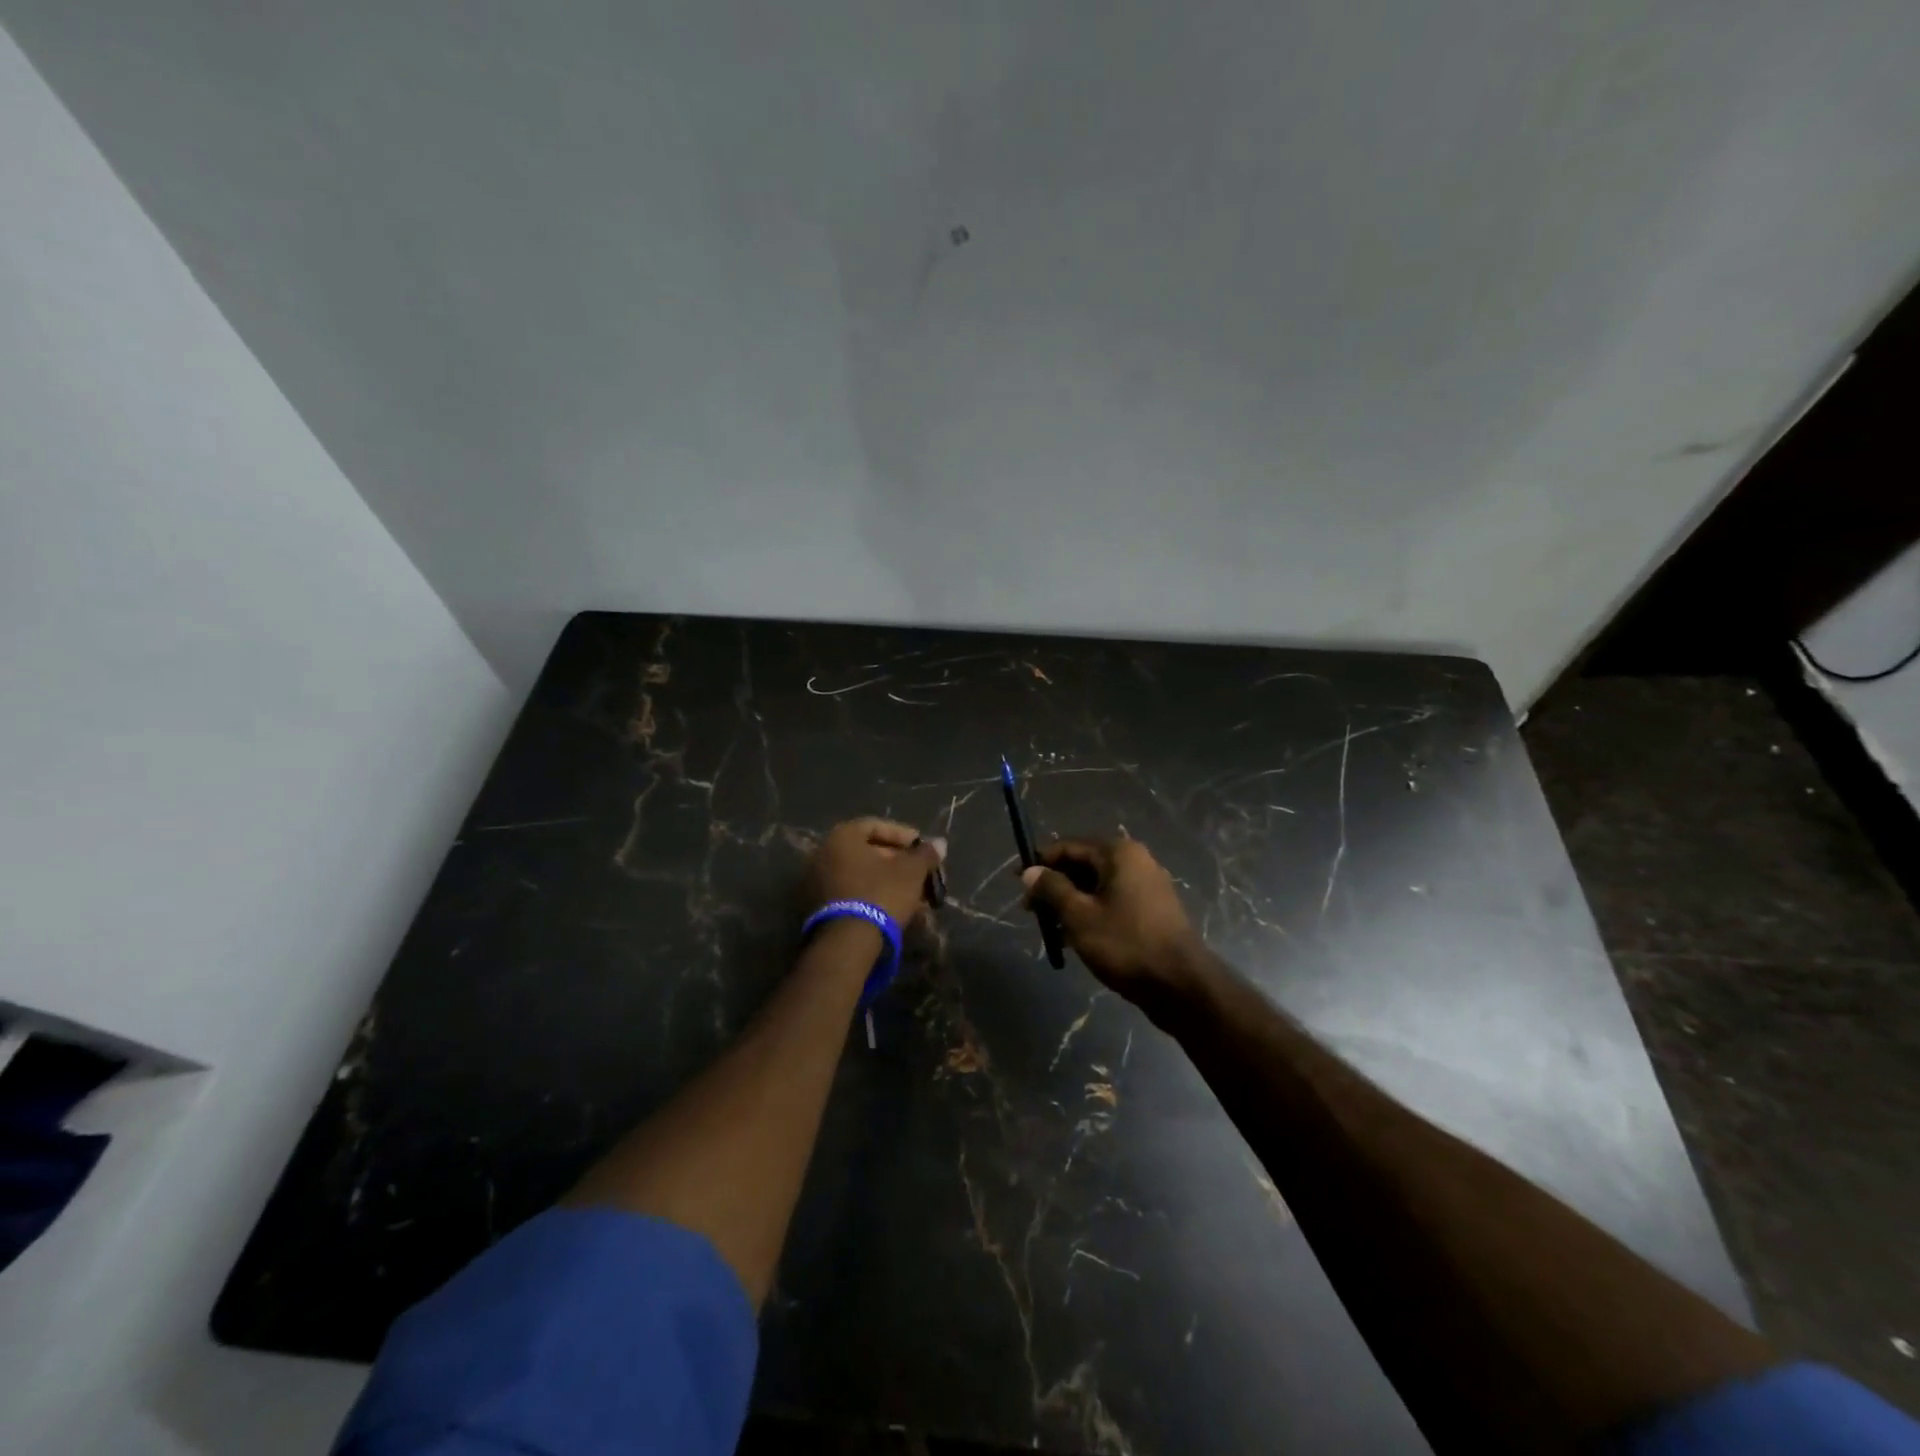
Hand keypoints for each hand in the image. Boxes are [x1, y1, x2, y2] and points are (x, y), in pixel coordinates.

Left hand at [806, 818, 946, 929]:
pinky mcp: (817, 906)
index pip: (876, 825)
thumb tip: (940, 843)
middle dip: (897, 861)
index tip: (922, 848)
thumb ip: (926, 854)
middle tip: (919, 872)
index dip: (903, 835)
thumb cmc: (881, 894)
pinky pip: (851, 891)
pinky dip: (872, 894)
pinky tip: (894, 907)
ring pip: (860, 874)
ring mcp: (816, 881)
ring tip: (912, 893)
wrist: (847, 943)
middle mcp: (824, 853)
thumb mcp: (911, 872)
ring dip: (887, 880)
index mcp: (842, 836)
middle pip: (867, 851)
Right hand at [1022, 837, 1209, 1019]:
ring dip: (1070, 903)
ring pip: (1096, 887)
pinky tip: (1074, 939)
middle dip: (1054, 886)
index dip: (1039, 862)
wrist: (1181, 986)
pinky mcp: (1152, 911)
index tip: (1016, 882)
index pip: (1068, 847)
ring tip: (1050, 929)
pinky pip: (1112, 902)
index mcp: (1118, 853)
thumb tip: (1030, 871)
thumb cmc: (1126, 944)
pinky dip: (1091, 914)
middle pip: (1083, 865)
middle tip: (1031, 912)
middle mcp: (1135, 861)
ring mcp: (1147, 886)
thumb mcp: (1079, 916)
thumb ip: (1052, 889)